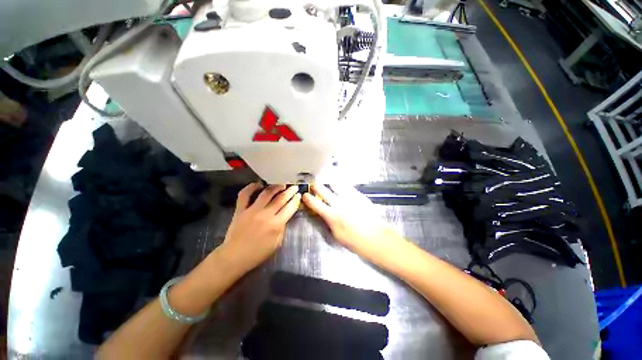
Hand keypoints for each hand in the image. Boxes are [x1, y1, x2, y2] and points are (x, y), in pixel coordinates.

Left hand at [222, 183, 300, 272]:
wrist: (234, 256)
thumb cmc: (258, 253)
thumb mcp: (276, 243)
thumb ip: (282, 227)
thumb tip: (284, 216)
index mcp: (276, 224)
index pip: (290, 208)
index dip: (296, 200)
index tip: (299, 195)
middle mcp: (266, 214)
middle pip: (281, 198)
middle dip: (290, 191)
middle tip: (294, 187)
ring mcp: (252, 210)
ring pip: (266, 193)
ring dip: (276, 187)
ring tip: (281, 184)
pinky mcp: (240, 209)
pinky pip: (245, 194)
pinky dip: (251, 187)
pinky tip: (258, 184)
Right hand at [302, 183, 399, 260]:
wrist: (376, 237)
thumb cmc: (355, 241)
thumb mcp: (337, 235)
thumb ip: (328, 222)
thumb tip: (323, 214)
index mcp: (331, 215)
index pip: (315, 204)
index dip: (308, 198)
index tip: (305, 195)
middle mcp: (338, 203)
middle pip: (323, 190)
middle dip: (316, 186)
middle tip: (313, 183)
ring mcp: (349, 197)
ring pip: (335, 184)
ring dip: (329, 182)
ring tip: (326, 181)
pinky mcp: (358, 195)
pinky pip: (347, 186)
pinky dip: (341, 184)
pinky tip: (340, 184)